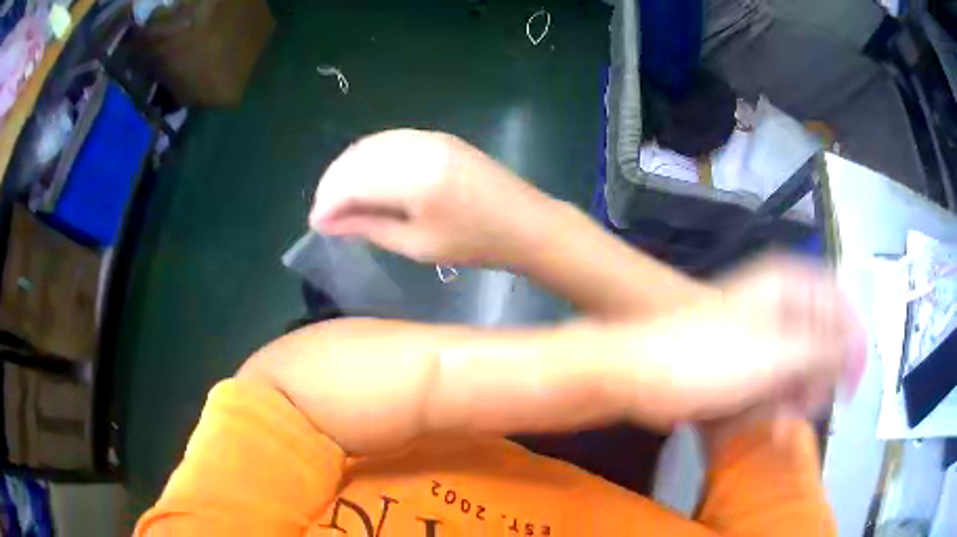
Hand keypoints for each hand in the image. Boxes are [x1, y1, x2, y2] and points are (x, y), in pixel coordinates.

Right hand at [310, 129, 553, 265]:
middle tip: (324, 213)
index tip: (315, 223)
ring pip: (370, 145)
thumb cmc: (475, 244)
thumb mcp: (417, 245)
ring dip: (348, 169)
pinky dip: (369, 159)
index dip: (328, 202)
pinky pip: (390, 141)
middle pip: (357, 158)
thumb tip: (326, 221)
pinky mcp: (437, 137)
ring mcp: (429, 137)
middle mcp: (418, 147)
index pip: (353, 182)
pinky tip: (364, 179)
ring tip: (339, 198)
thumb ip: (368, 226)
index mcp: (415, 177)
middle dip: (332, 184)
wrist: (525, 222)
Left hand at [610, 257, 865, 427]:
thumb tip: (856, 349)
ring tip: (782, 418)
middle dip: (819, 376)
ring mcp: (760, 331)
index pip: (838, 303)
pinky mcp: (744, 358)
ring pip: (798, 362)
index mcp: (788, 287)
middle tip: (807, 406)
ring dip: (797, 394)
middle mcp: (778, 302)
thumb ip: (822, 351)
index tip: (852, 380)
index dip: (851, 341)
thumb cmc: (708, 360)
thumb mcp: (775, 356)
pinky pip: (775, 376)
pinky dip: (777, 399)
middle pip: (820, 337)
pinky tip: (770, 420)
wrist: (641, 372)